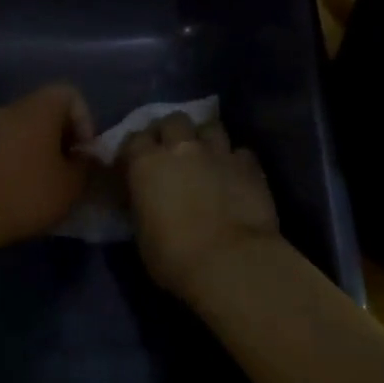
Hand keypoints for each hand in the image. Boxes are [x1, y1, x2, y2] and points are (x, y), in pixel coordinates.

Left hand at [0, 83, 94, 253]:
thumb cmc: (26, 193)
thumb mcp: (71, 185)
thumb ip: (86, 165)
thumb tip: (86, 156)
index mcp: (40, 107)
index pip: (70, 94)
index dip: (85, 121)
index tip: (84, 152)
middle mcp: (14, 107)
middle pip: (48, 109)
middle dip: (64, 135)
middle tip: (70, 167)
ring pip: (27, 126)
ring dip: (42, 147)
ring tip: (48, 179)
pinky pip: (8, 141)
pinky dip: (21, 156)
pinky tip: (23, 185)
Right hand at [121, 112, 280, 300]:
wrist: (231, 262)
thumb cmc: (174, 257)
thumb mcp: (142, 234)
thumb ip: (144, 205)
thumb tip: (148, 198)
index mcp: (146, 163)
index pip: (134, 140)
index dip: (136, 150)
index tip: (137, 164)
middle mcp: (181, 148)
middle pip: (173, 120)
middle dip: (172, 131)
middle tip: (173, 151)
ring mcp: (218, 152)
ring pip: (210, 126)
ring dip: (205, 138)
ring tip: (206, 155)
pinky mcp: (249, 165)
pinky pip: (240, 152)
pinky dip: (235, 160)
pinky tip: (235, 174)